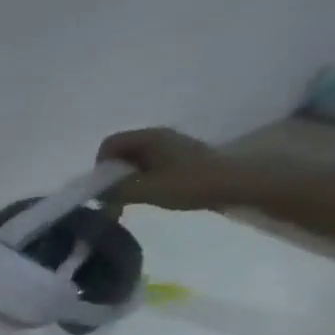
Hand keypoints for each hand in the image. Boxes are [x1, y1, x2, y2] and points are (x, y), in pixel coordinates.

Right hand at [99, 126, 258, 210]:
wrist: (239, 183)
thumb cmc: (189, 183)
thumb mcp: (144, 190)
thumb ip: (113, 191)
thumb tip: (96, 193)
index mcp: (149, 138)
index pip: (109, 144)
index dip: (100, 165)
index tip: (106, 185)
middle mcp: (159, 136)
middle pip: (120, 152)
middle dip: (112, 174)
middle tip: (116, 196)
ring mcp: (171, 146)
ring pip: (134, 160)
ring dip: (126, 179)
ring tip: (132, 198)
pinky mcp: (180, 158)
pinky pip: (149, 165)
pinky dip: (141, 179)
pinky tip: (150, 193)